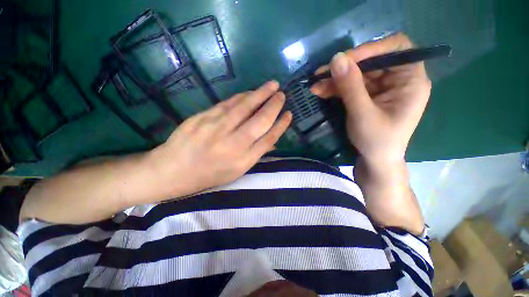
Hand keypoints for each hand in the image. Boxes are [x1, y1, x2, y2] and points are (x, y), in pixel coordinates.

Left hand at [150, 81, 291, 197]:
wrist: (174, 170)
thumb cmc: (209, 174)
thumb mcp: (237, 171)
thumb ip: (255, 154)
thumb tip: (272, 140)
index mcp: (243, 160)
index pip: (269, 138)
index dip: (281, 125)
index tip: (289, 114)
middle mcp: (234, 143)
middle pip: (260, 120)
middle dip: (274, 105)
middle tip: (282, 94)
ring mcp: (217, 128)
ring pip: (245, 107)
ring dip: (260, 94)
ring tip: (272, 86)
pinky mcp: (203, 117)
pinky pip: (228, 103)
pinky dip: (242, 96)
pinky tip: (250, 92)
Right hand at [311, 33, 430, 162]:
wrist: (374, 160)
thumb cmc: (376, 141)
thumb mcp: (363, 114)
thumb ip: (350, 87)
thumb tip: (336, 59)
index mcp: (410, 81)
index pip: (396, 48)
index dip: (371, 49)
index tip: (345, 60)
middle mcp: (397, 80)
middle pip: (371, 62)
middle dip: (344, 68)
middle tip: (321, 74)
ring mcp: (381, 88)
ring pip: (357, 74)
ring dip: (335, 79)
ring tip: (315, 86)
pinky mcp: (368, 96)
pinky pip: (351, 86)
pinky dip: (335, 88)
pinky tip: (321, 91)